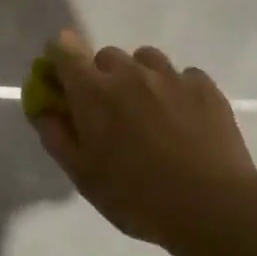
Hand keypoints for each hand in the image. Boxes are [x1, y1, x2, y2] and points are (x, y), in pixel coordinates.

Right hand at [29, 31, 256, 249]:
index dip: (60, 57)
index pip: (64, 48)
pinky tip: (185, 119)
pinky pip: (183, 75)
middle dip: (102, 76)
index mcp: (92, 91)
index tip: (63, 79)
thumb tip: (42, 110)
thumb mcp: (84, 176)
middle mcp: (128, 73)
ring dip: (140, 76)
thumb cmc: (137, 196)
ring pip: (145, 59)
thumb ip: (56, 137)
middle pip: (106, 55)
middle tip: (111, 112)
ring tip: (151, 111)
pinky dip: (178, 89)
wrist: (213, 207)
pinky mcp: (204, 87)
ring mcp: (169, 76)